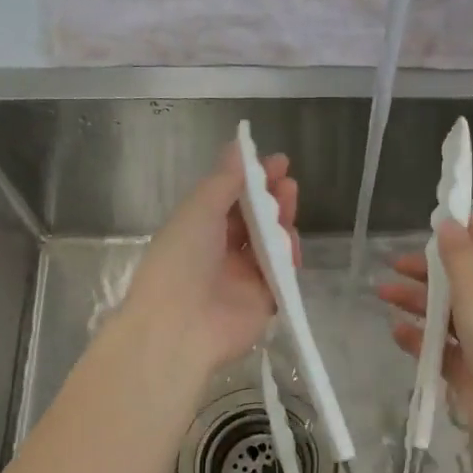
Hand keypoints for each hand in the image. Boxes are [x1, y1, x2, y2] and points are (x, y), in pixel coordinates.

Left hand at [120, 141, 298, 378]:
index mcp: (197, 230)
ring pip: (270, 243)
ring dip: (282, 221)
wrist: (181, 326)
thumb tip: (239, 146)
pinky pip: (282, 273)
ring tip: (291, 203)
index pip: (230, 199)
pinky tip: (291, 242)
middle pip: (254, 220)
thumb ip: (224, 180)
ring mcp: (243, 278)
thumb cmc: (181, 260)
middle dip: (271, 198)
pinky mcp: (263, 301)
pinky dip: (289, 256)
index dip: (252, 179)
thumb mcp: (198, 210)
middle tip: (288, 182)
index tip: (277, 162)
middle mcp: (219, 253)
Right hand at [376, 211, 472, 469]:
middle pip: (461, 276)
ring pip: (446, 312)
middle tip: (395, 263)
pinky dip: (419, 338)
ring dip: (417, 301)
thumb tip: (448, 224)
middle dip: (429, 267)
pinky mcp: (468, 370)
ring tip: (382, 293)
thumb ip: (460, 258)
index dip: (467, 226)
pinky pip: (439, 347)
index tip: (436, 215)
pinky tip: (396, 331)